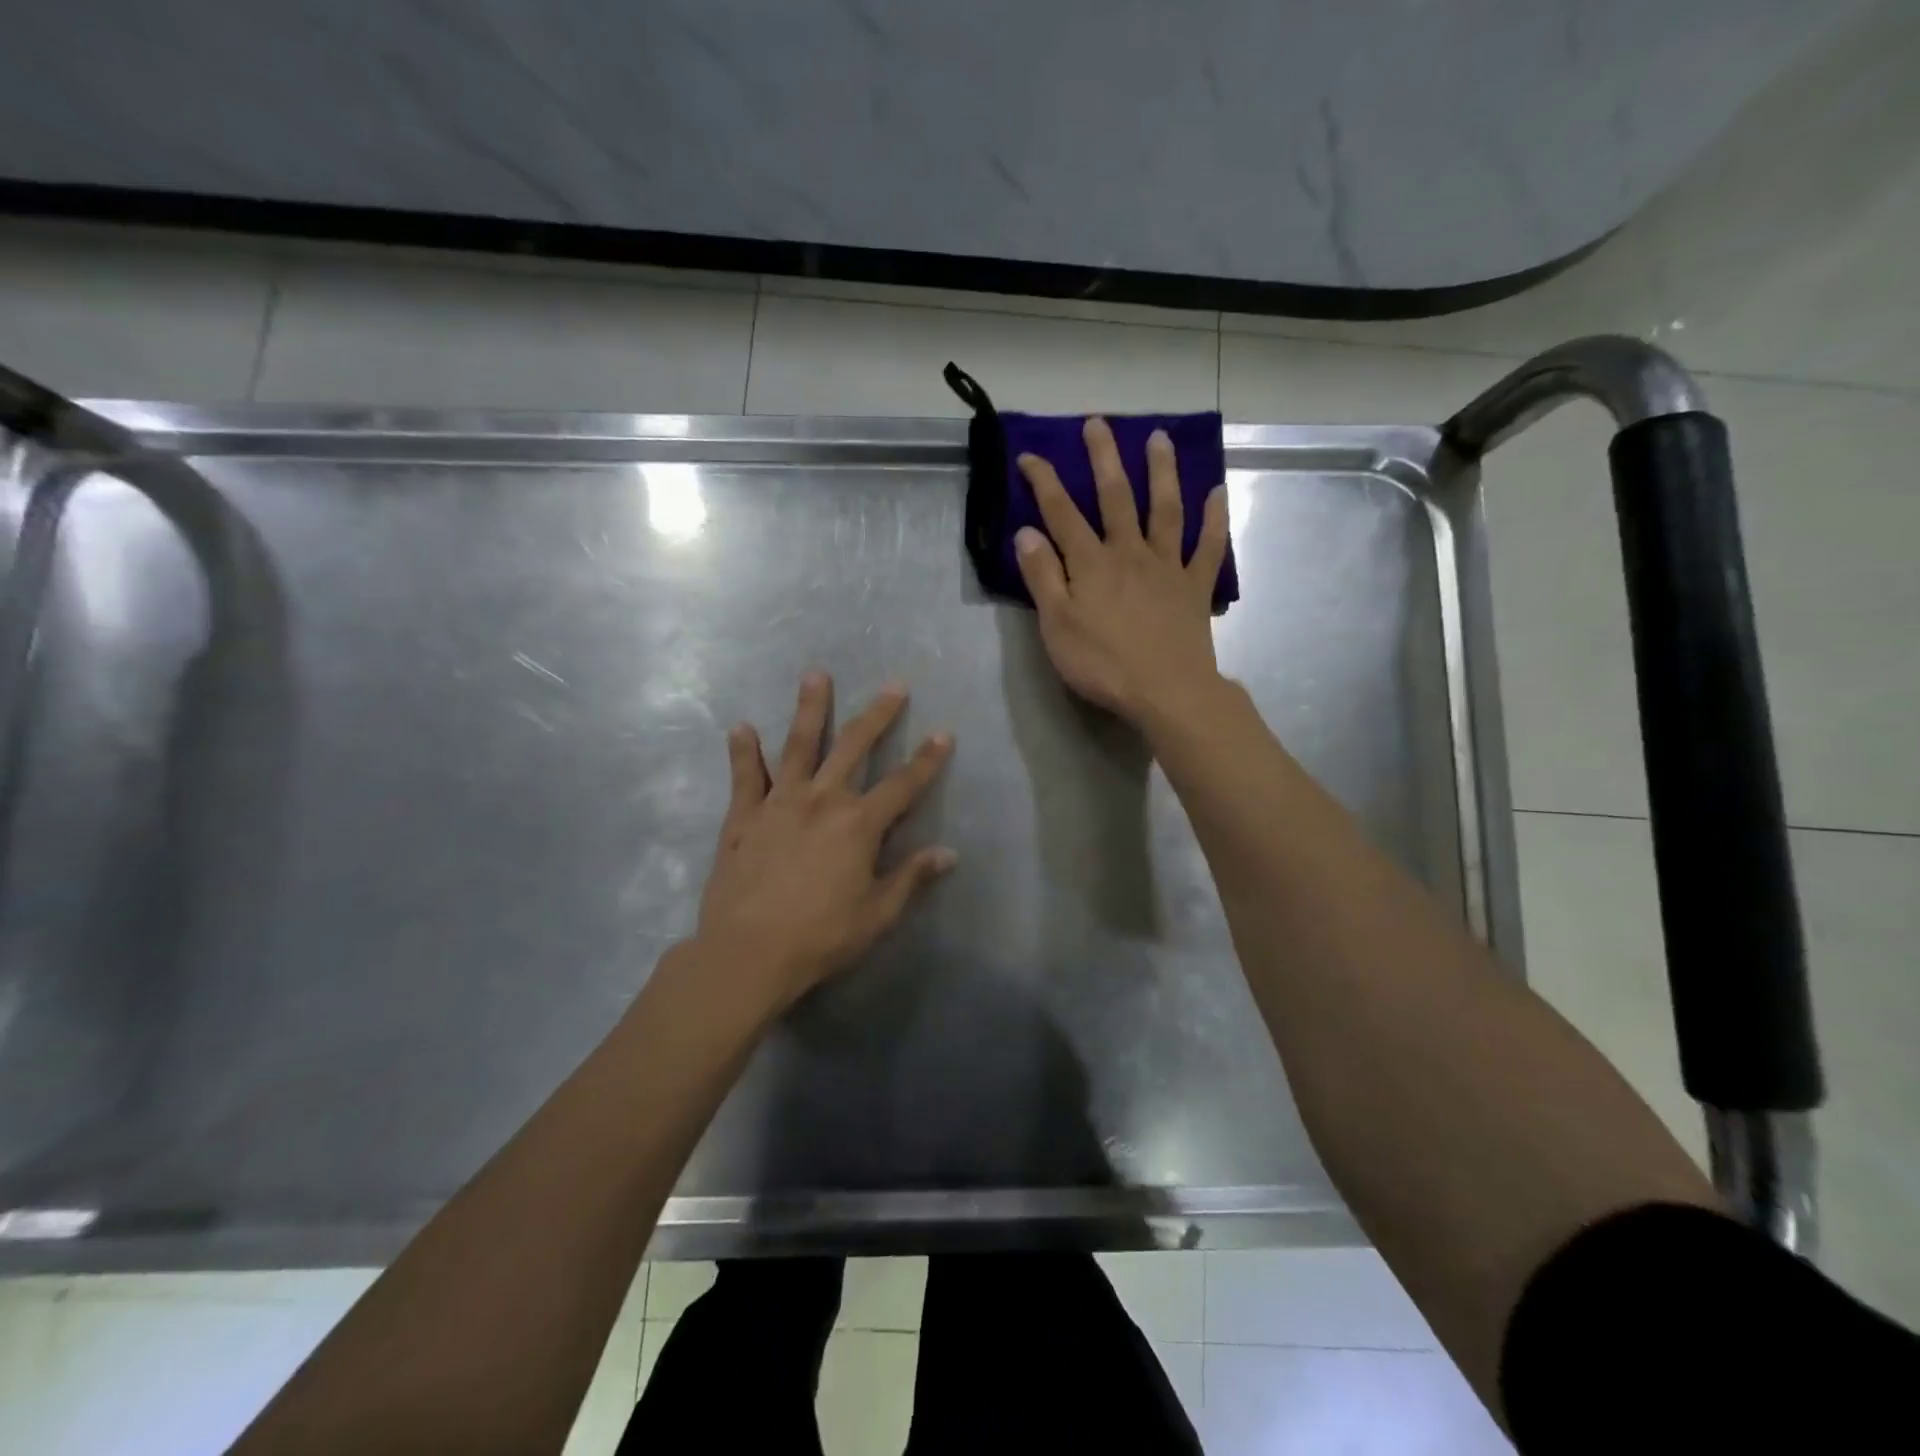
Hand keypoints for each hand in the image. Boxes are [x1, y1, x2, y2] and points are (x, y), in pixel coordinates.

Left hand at [694, 672, 954, 1011]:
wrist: (747, 953)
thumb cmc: (821, 937)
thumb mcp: (877, 914)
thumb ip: (911, 878)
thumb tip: (948, 853)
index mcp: (859, 824)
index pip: (903, 785)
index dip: (927, 759)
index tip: (943, 733)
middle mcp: (822, 800)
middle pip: (854, 747)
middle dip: (878, 715)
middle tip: (893, 685)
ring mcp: (779, 803)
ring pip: (798, 745)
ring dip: (809, 708)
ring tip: (816, 675)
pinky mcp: (743, 817)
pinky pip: (745, 776)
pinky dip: (743, 751)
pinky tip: (741, 726)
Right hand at [1014, 417, 1230, 726]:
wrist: (1167, 691)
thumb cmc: (1103, 664)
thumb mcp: (1057, 626)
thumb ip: (1043, 577)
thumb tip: (1027, 532)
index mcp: (1091, 563)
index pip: (1062, 513)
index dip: (1045, 482)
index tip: (1030, 455)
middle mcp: (1130, 552)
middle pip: (1116, 496)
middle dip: (1104, 458)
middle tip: (1098, 423)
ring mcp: (1167, 566)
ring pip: (1165, 509)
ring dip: (1161, 471)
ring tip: (1159, 438)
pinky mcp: (1195, 587)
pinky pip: (1208, 546)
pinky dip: (1215, 519)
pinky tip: (1218, 492)